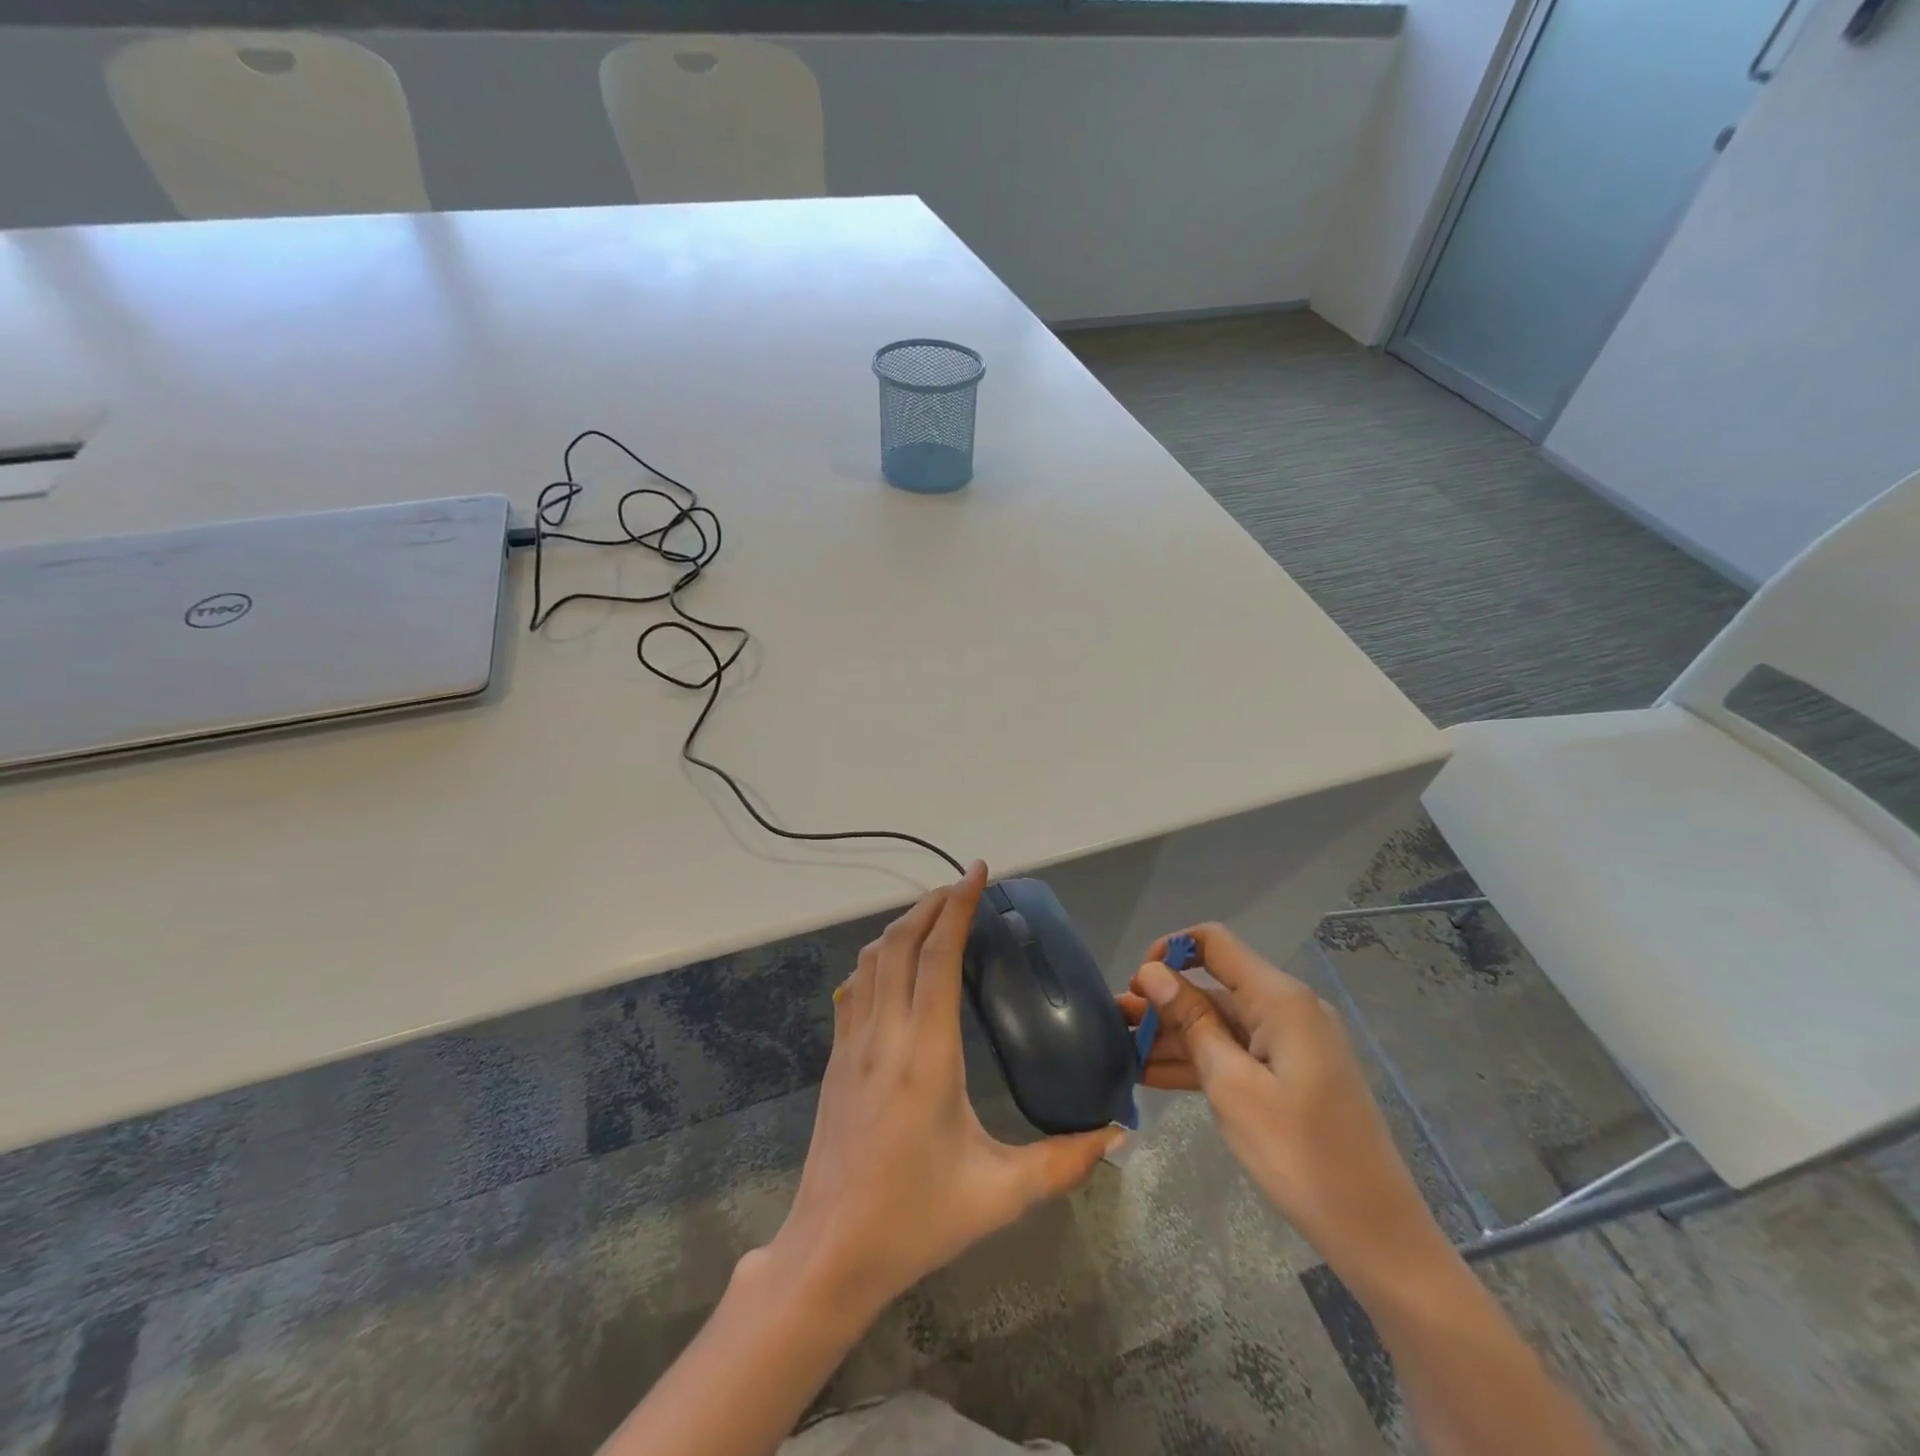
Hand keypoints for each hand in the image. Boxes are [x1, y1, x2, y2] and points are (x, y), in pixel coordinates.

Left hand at [764, 862, 1120, 1316]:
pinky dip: (877, 957)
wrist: (830, 1253)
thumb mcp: (998, 1194)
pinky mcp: (835, 1059)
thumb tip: (1116, 1135)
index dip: (957, 907)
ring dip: (902, 926)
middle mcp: (884, 1034)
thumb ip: (1062, 1163)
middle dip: (931, 904)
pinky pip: (854, 987)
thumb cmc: (915, 1219)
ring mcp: (851, 1044)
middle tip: (963, 888)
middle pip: (900, 943)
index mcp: (926, 1053)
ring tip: (933, 915)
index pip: (937, 956)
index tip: (976, 872)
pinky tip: (893, 965)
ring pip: (871, 959)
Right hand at [1118, 923, 1446, 1283]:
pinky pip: (1236, 1053)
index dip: (1169, 951)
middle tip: (1114, 1025)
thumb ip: (1191, 1022)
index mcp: (1279, 999)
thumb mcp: (1232, 1086)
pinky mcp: (1291, 1075)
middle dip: (1162, 1003)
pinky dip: (1199, 1061)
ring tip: (1123, 1052)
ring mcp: (1290, 1044)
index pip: (1214, 943)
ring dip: (1173, 1036)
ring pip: (1220, 1024)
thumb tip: (1153, 973)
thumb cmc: (1299, 1155)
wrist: (1376, 1234)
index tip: (1137, 984)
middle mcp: (1287, 1009)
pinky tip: (1152, 1076)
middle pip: (1213, 987)